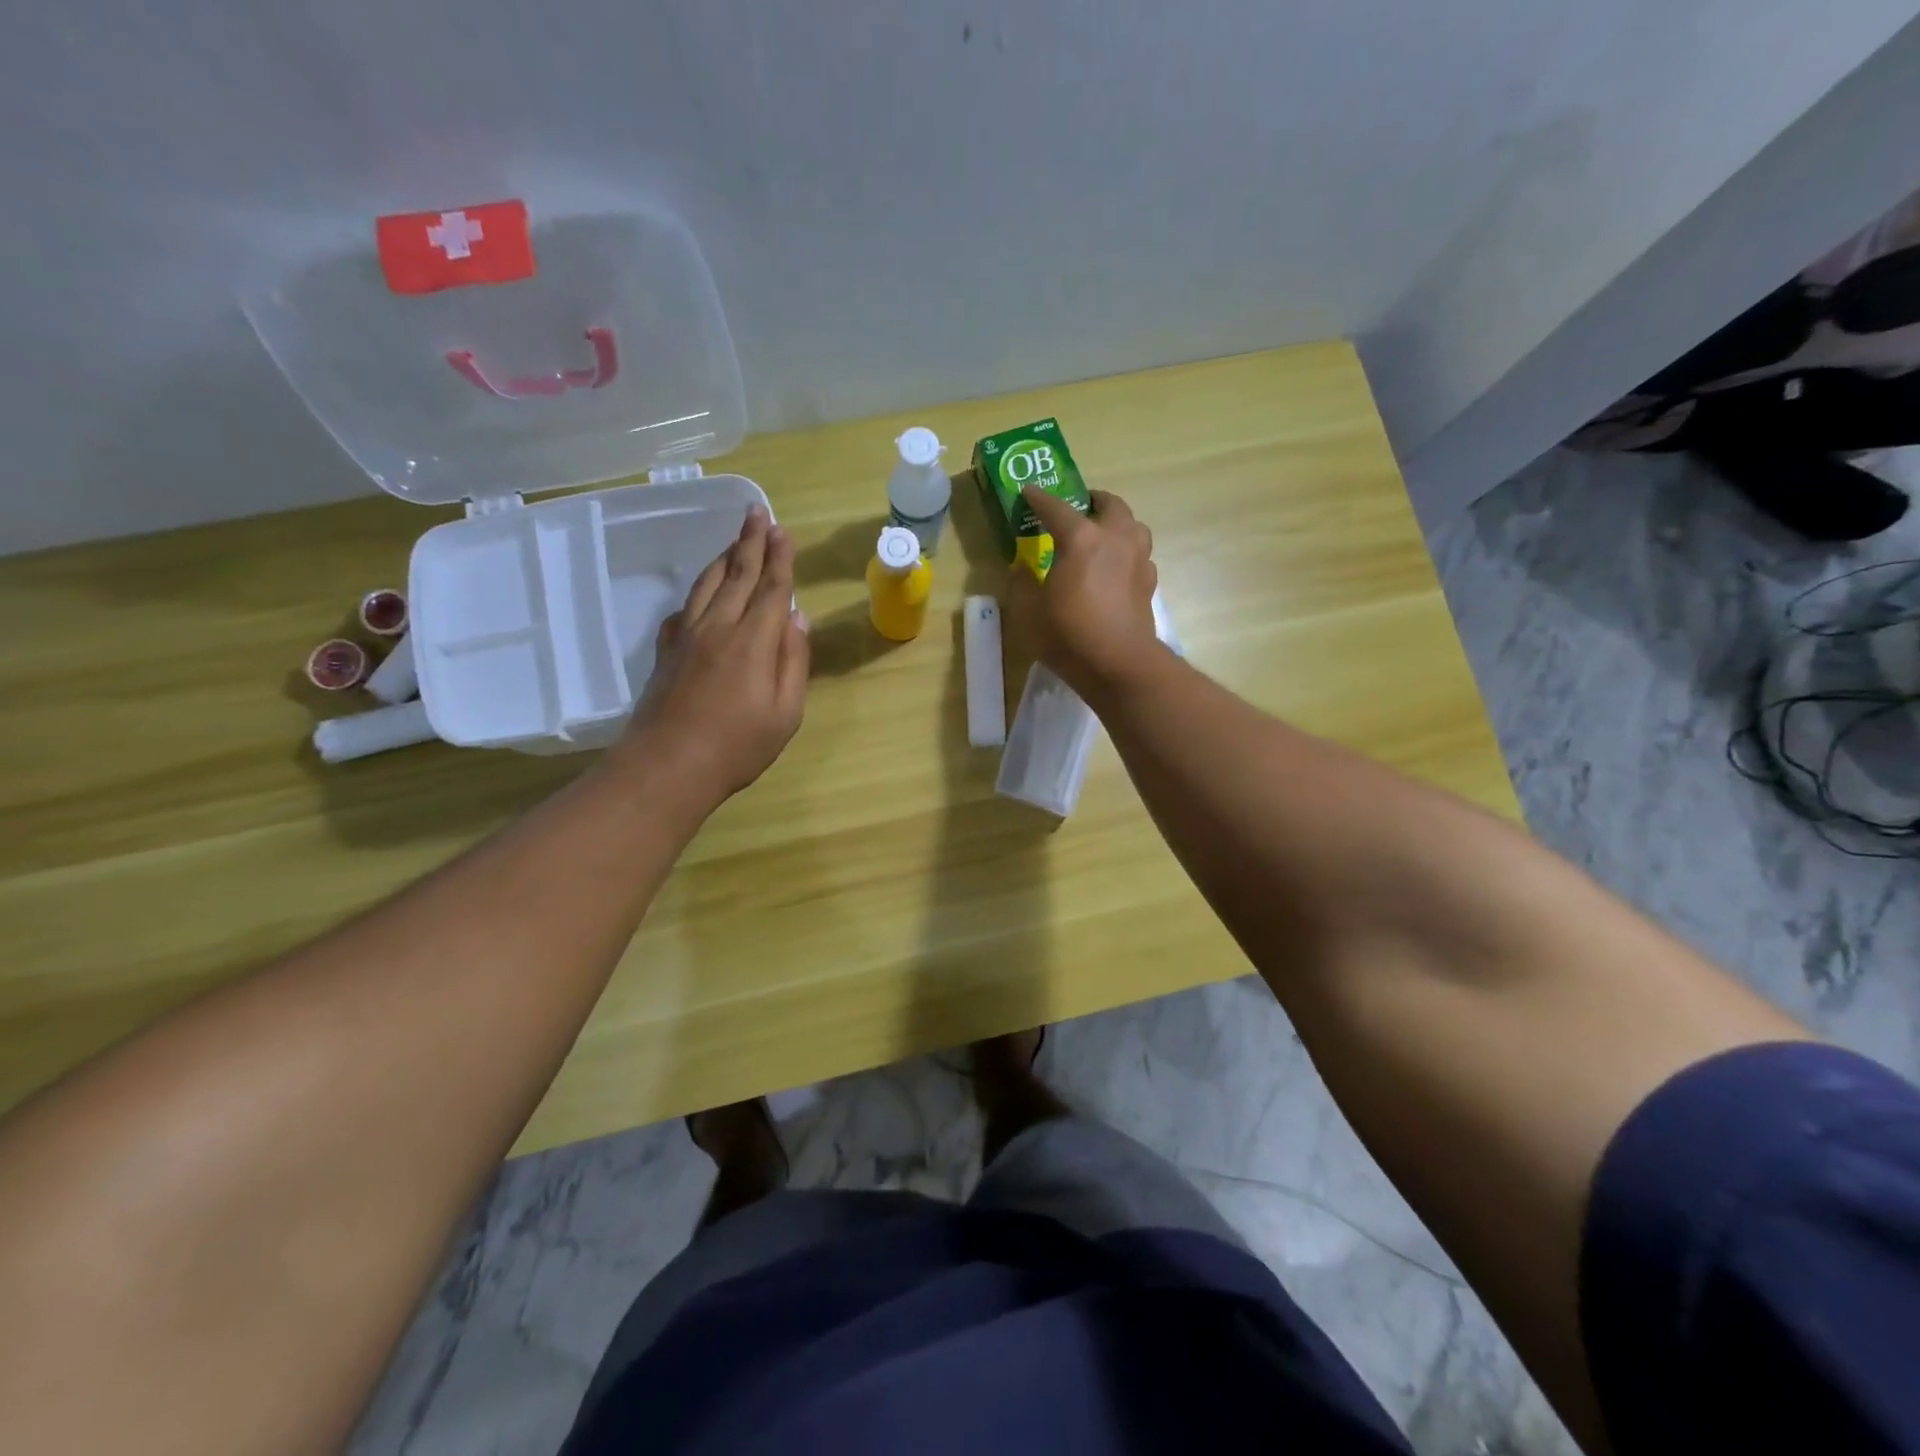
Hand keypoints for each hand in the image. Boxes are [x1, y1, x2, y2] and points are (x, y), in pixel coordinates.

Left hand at [617, 505, 809, 803]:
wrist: (667, 766)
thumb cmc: (737, 746)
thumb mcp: (785, 713)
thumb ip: (794, 663)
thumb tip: (798, 620)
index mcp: (754, 642)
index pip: (771, 588)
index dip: (780, 558)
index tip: (782, 529)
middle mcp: (719, 627)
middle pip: (737, 574)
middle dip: (750, 541)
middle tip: (757, 512)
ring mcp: (687, 637)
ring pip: (707, 584)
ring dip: (724, 557)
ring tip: (736, 539)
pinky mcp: (667, 651)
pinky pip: (684, 608)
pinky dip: (698, 592)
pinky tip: (702, 594)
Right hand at [1010, 485, 1159, 699]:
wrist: (1119, 665)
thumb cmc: (1069, 635)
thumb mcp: (1029, 612)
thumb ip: (1023, 583)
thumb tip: (1022, 568)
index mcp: (1081, 539)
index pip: (1056, 508)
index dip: (1039, 499)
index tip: (1028, 492)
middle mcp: (1115, 539)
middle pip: (1110, 505)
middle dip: (1092, 501)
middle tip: (1078, 508)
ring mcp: (1138, 560)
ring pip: (1133, 526)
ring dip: (1117, 522)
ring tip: (1102, 534)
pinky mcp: (1149, 583)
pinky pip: (1140, 554)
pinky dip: (1127, 552)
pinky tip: (1116, 567)